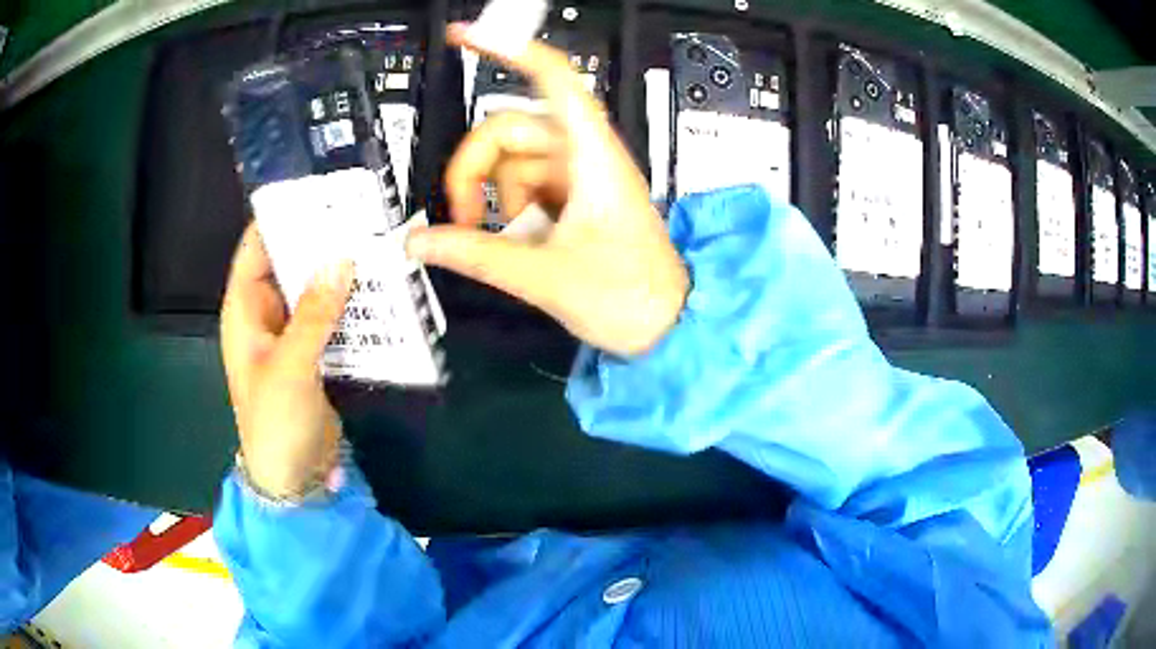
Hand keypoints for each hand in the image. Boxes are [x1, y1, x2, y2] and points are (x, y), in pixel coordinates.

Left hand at [220, 224, 353, 497]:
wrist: (293, 477)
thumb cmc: (275, 420)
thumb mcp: (291, 366)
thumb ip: (314, 313)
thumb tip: (342, 259)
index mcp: (245, 311)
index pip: (255, 249)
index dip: (278, 218)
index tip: (314, 193)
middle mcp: (266, 315)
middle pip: (288, 263)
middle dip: (317, 241)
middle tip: (358, 214)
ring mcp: (291, 334)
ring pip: (313, 289)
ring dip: (338, 272)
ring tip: (374, 242)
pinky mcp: (314, 353)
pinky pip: (330, 317)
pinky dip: (349, 304)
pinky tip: (377, 289)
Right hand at [407, 24, 688, 356]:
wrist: (670, 329)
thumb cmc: (628, 297)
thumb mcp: (544, 276)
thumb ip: (475, 254)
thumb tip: (417, 241)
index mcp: (592, 157)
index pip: (554, 79)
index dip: (511, 49)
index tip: (467, 36)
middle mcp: (585, 156)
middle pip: (511, 128)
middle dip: (474, 168)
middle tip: (459, 218)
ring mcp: (578, 179)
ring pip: (513, 161)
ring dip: (491, 196)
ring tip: (497, 242)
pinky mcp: (573, 201)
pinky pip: (525, 188)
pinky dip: (507, 210)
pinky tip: (513, 242)